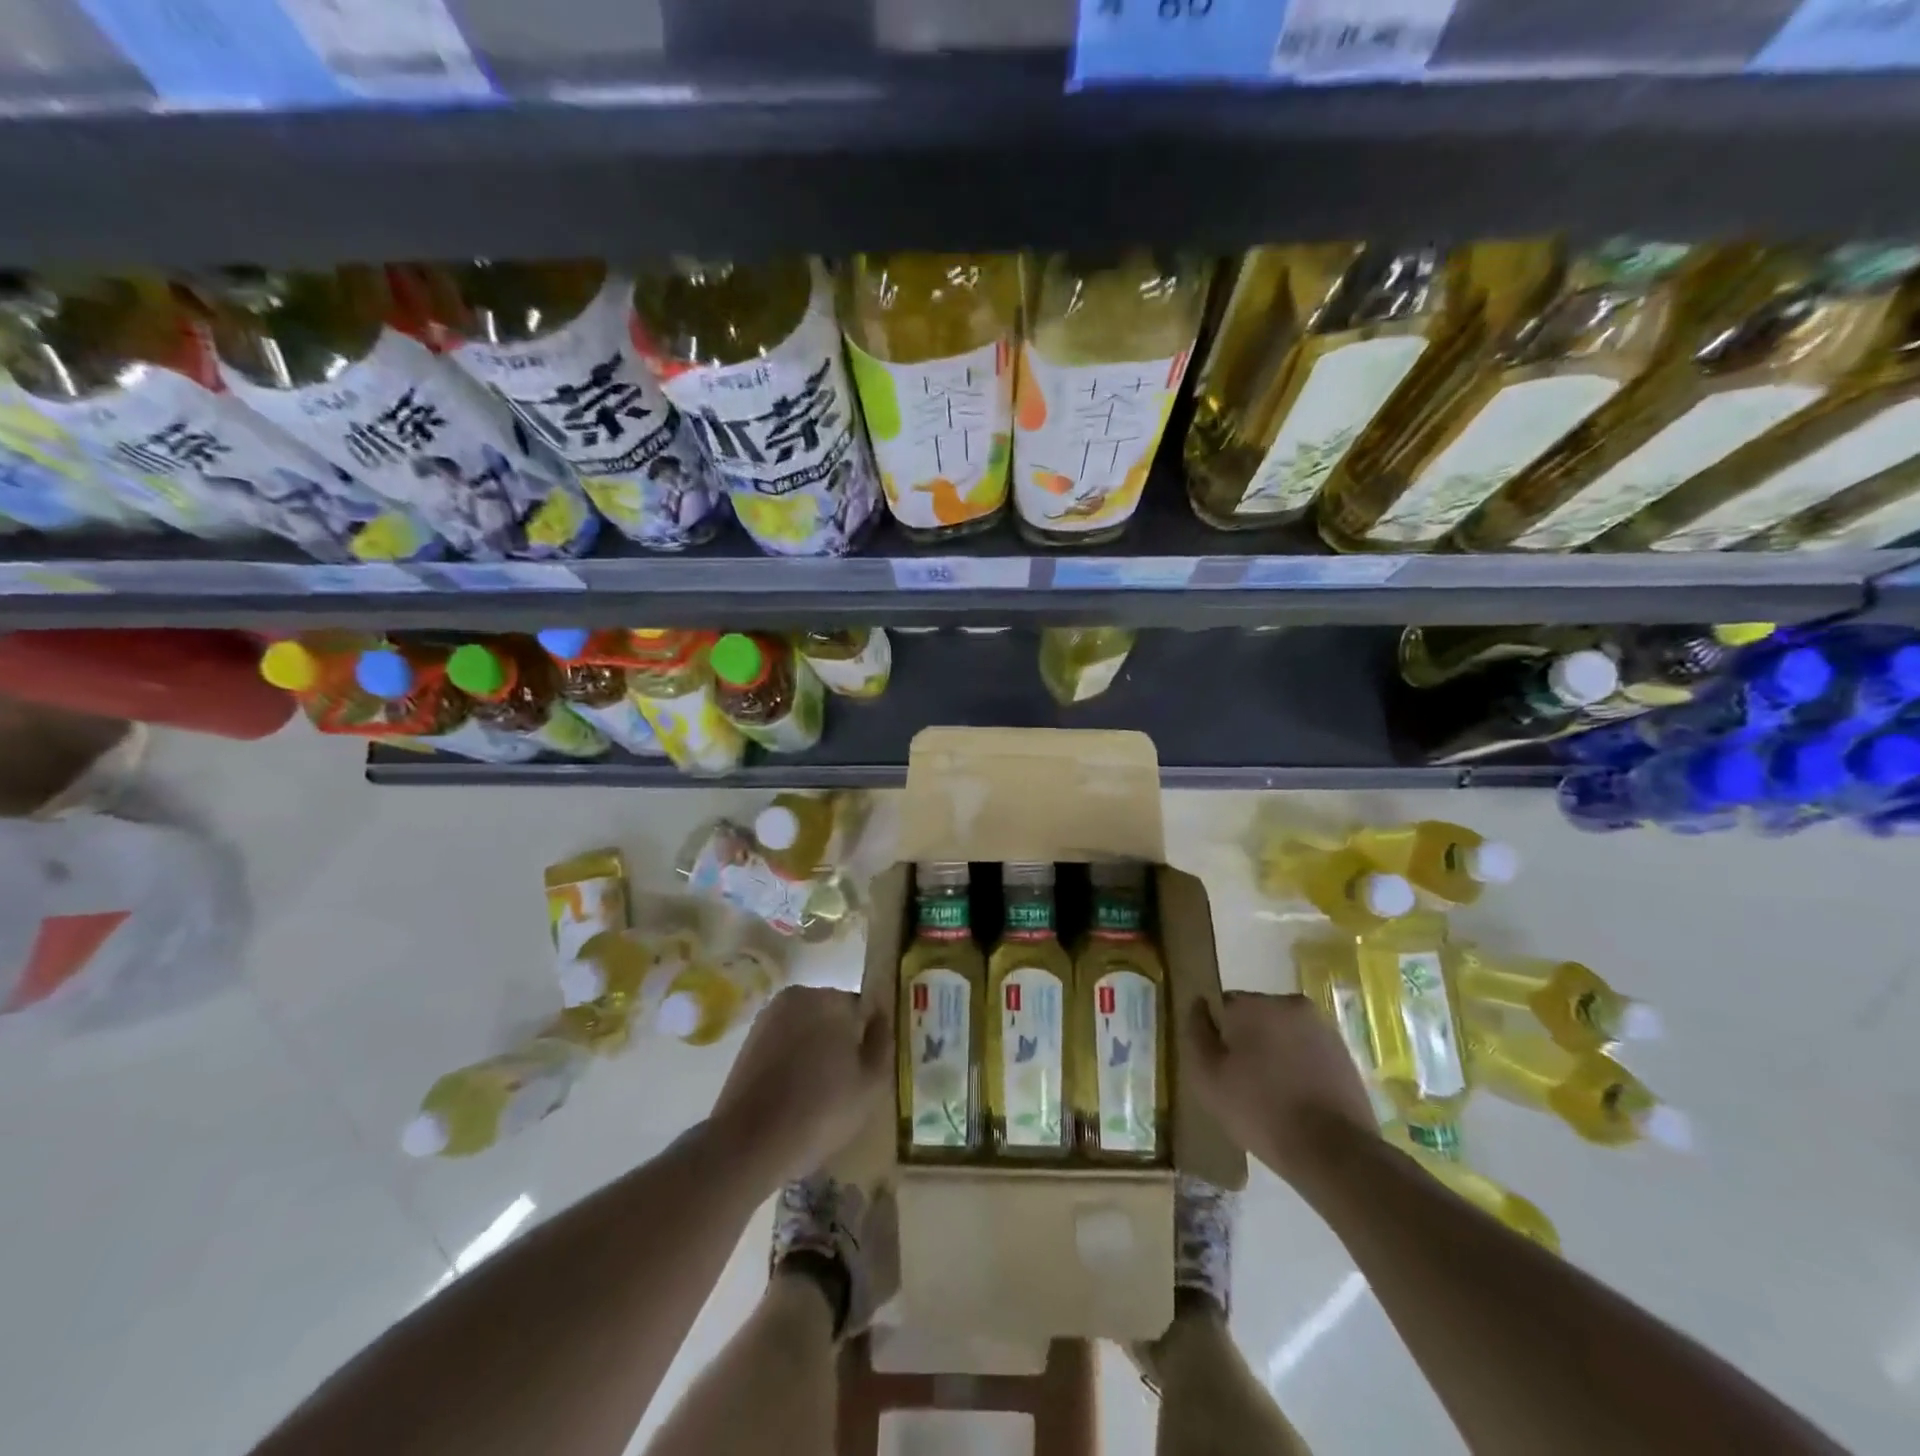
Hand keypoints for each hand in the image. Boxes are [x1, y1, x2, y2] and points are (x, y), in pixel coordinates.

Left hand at [710, 986, 890, 1186]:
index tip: (867, 1070)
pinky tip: (794, 1094)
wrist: (748, 1143)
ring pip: (807, 1029)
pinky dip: (792, 1060)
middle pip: (834, 1015)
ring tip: (818, 1093)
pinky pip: (784, 1043)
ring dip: (815, 1050)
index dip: (869, 1040)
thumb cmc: (820, 1111)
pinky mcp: (749, 1040)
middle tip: (845, 1083)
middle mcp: (799, 996)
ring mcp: (769, 1017)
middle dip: (841, 1041)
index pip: (863, 1010)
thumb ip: (883, 1043)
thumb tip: (880, 1020)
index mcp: (832, 999)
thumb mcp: (871, 1084)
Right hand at [1183, 992, 1378, 1189]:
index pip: (1222, 1007)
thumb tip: (1198, 1005)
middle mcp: (1288, 1003)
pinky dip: (1299, 1066)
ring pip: (1282, 1033)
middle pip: (1254, 1016)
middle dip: (1247, 1041)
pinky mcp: (1344, 1052)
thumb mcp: (1206, 1077)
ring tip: (1273, 1095)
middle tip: (1244, 1083)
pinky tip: (1298, 1099)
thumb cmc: (1259, 1110)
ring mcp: (1321, 1026)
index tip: (1221, 1068)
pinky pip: (1307, 1050)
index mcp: (1252, 1004)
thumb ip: (1195, 1033)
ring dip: (1274, 1052)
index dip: (1218, 1037)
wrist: (1334, 1152)